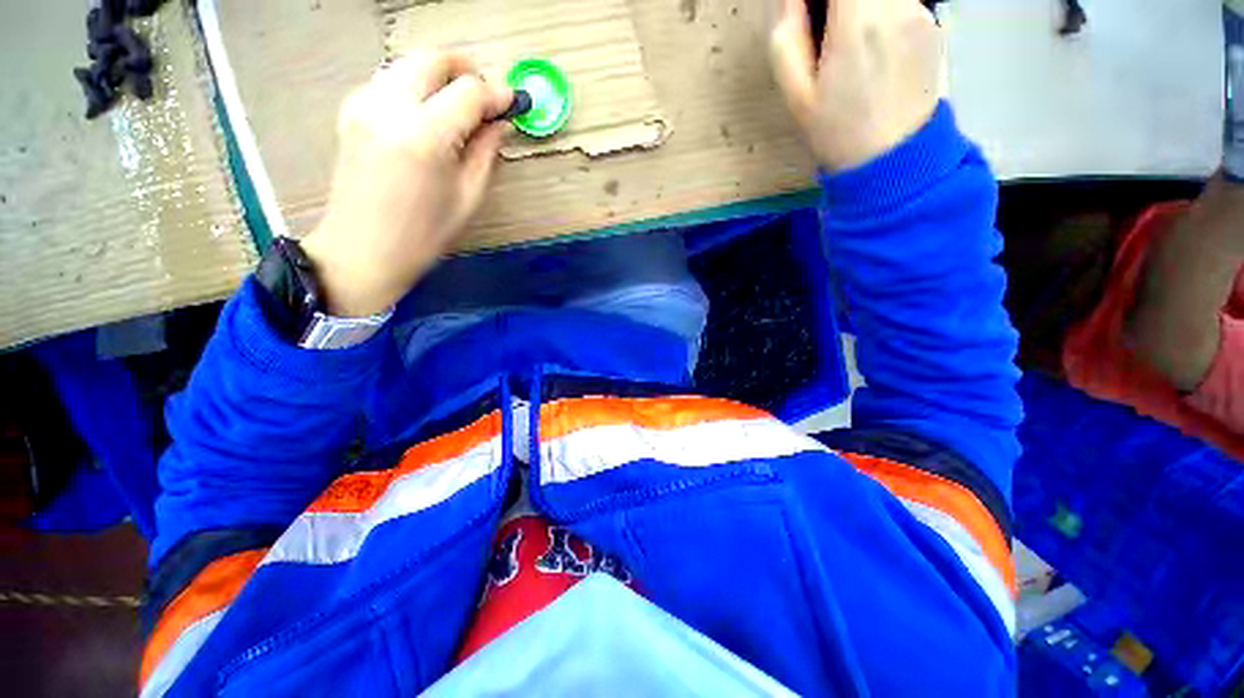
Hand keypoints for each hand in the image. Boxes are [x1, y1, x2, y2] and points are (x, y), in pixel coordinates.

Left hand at [301, 51, 512, 317]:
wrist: (362, 249)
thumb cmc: (424, 235)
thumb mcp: (467, 198)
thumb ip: (486, 154)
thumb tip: (500, 124)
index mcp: (425, 136)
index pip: (468, 92)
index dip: (496, 94)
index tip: (512, 103)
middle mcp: (390, 107)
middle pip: (432, 59)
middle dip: (466, 70)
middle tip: (487, 94)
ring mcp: (364, 104)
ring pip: (408, 63)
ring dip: (439, 74)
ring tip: (460, 103)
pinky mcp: (350, 111)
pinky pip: (388, 80)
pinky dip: (414, 85)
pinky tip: (427, 112)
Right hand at [770, 0, 941, 171]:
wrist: (892, 158)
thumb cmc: (836, 130)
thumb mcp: (795, 92)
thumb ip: (787, 34)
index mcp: (857, 20)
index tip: (808, 11)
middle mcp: (897, 3)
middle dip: (837, 0)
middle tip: (824, 24)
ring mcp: (921, 9)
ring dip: (858, 3)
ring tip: (845, 36)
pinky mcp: (933, 19)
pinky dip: (880, 8)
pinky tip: (870, 42)